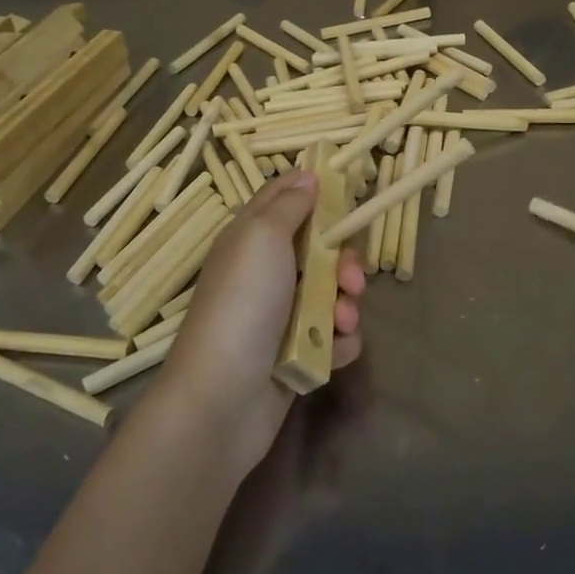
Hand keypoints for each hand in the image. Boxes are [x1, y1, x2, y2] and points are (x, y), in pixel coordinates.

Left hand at [150, 170, 365, 477]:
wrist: (223, 397)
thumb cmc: (244, 304)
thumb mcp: (262, 238)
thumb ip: (288, 205)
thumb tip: (307, 176)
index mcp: (251, 239)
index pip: (283, 199)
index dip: (314, 191)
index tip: (346, 190)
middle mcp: (265, 272)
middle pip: (319, 249)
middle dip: (344, 261)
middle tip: (351, 277)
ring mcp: (280, 315)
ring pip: (332, 294)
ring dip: (347, 305)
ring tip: (342, 321)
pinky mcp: (295, 353)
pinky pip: (332, 337)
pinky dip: (339, 342)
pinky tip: (335, 351)